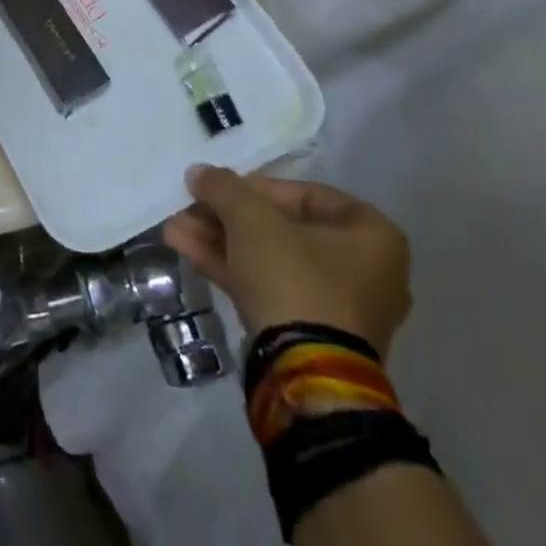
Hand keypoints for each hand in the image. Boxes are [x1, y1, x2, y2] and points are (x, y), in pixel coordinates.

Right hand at [163, 166, 412, 355]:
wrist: (306, 373)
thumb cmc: (294, 277)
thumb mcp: (251, 219)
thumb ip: (224, 188)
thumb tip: (199, 173)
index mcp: (371, 234)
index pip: (304, 194)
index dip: (254, 186)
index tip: (218, 189)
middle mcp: (366, 269)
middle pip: (282, 228)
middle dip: (227, 217)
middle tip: (189, 207)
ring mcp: (338, 306)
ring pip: (270, 259)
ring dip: (220, 240)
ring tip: (174, 228)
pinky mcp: (312, 334)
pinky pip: (268, 287)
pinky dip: (230, 268)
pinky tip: (185, 250)